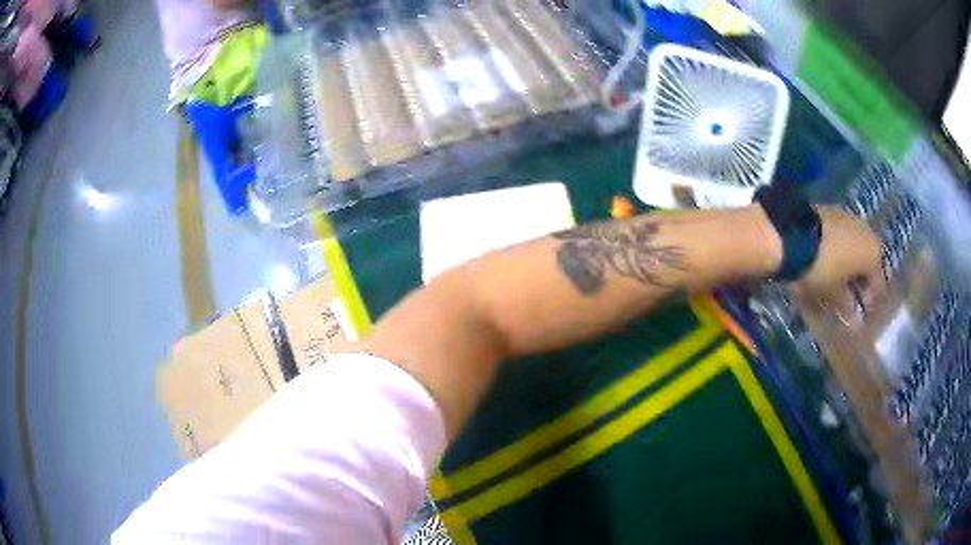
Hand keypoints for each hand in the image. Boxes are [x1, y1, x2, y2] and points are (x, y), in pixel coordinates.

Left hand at [791, 206, 886, 322]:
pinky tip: (829, 259)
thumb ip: (847, 306)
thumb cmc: (822, 268)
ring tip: (837, 280)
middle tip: (847, 297)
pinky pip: (843, 236)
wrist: (792, 232)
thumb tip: (854, 319)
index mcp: (874, 254)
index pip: (878, 286)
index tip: (856, 314)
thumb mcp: (834, 294)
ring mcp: (851, 218)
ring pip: (856, 248)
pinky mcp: (834, 210)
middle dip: (860, 281)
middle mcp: (868, 232)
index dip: (868, 303)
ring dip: (850, 264)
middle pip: (868, 263)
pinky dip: (840, 249)